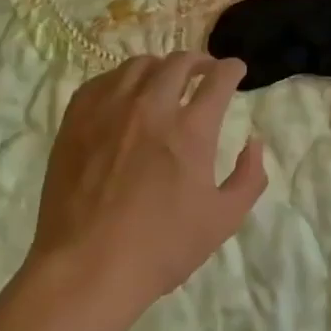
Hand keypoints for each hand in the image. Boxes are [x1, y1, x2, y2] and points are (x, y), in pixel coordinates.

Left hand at [29, 53, 265, 313]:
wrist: (86, 269)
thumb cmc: (160, 248)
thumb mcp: (222, 220)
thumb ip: (249, 177)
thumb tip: (254, 142)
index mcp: (191, 129)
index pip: (219, 78)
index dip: (232, 69)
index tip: (235, 71)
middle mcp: (151, 106)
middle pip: (179, 63)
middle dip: (199, 61)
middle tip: (204, 72)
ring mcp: (109, 109)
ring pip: (139, 65)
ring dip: (160, 68)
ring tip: (163, 81)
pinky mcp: (77, 120)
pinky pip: (102, 81)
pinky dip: (121, 80)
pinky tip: (123, 95)